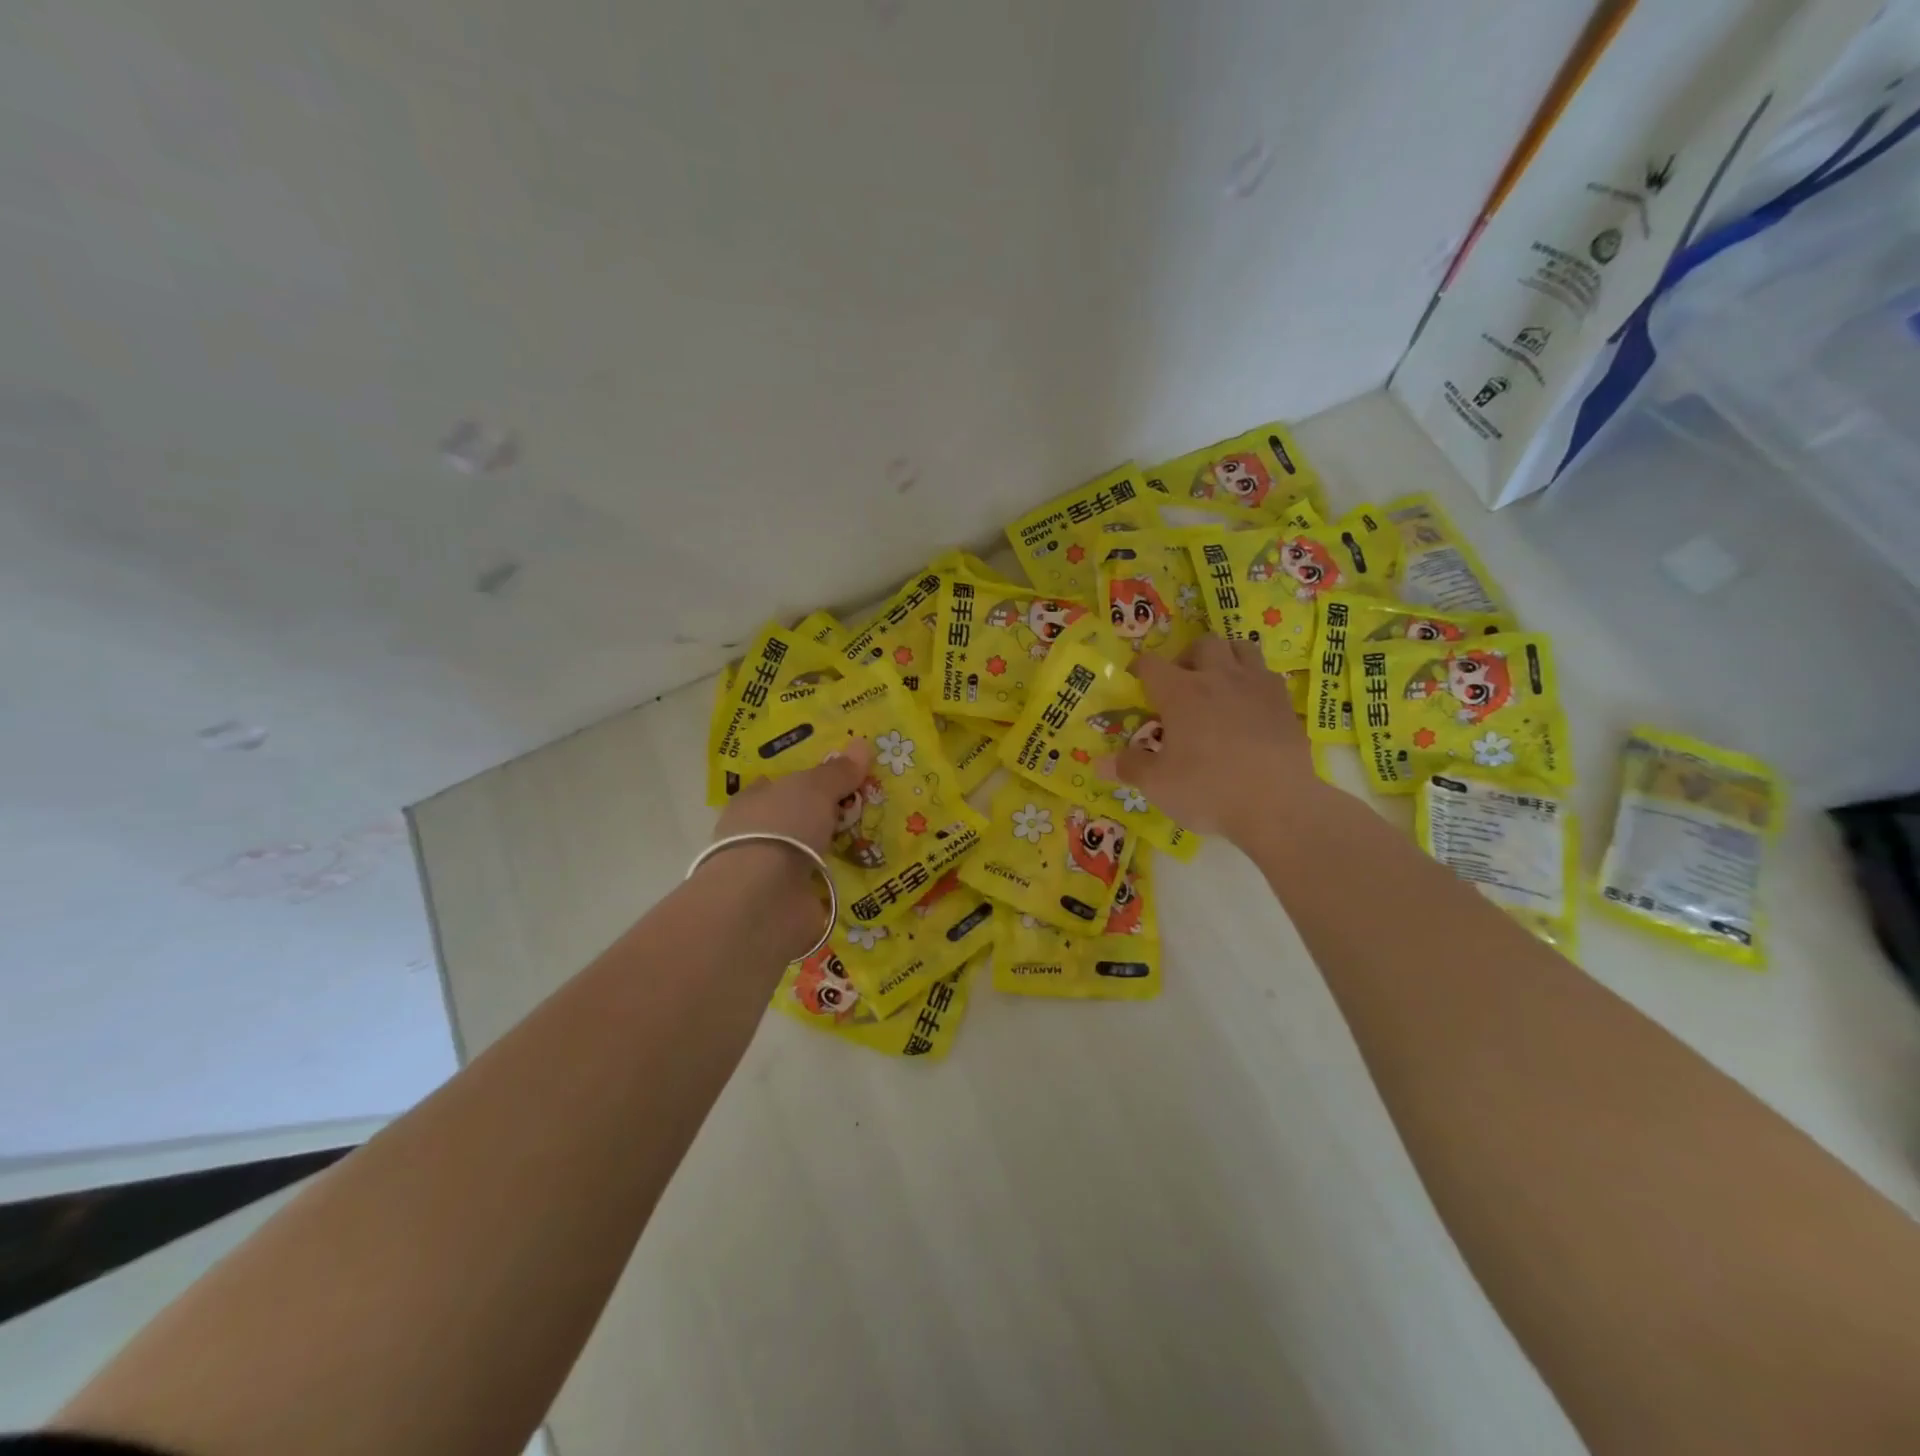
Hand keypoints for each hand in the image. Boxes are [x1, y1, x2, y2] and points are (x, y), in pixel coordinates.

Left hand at [703, 739, 875, 957]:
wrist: (765, 899)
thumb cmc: (782, 827)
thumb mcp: (814, 788)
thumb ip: (838, 772)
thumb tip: (861, 744)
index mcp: (752, 803)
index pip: (777, 786)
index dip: (805, 781)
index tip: (838, 780)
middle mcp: (757, 836)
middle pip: (797, 820)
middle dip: (824, 817)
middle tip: (867, 808)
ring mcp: (771, 873)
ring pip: (810, 854)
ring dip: (835, 851)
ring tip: (877, 843)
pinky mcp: (788, 904)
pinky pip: (822, 886)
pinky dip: (839, 883)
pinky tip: (867, 876)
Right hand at [1099, 635, 1320, 843]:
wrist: (1278, 804)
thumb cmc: (1209, 790)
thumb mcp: (1158, 784)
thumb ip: (1129, 767)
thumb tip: (1099, 763)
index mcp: (1181, 693)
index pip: (1152, 664)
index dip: (1140, 669)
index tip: (1136, 682)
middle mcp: (1218, 678)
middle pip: (1202, 644)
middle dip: (1187, 657)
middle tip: (1182, 684)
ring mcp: (1256, 686)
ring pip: (1240, 648)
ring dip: (1225, 658)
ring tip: (1218, 683)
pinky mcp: (1284, 702)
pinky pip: (1266, 674)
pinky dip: (1253, 681)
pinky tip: (1249, 706)